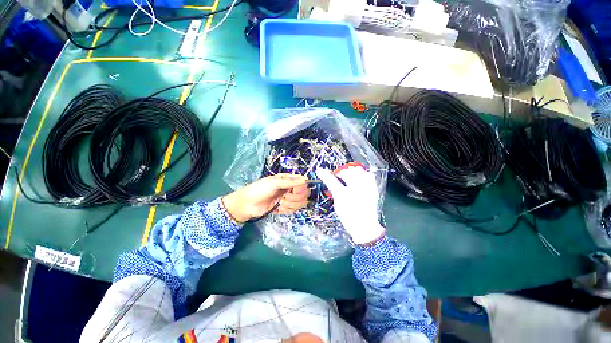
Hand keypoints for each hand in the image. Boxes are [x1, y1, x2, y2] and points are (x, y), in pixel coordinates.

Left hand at [222, 174, 309, 222]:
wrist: (247, 204)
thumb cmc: (259, 189)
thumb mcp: (273, 183)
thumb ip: (290, 182)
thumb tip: (305, 179)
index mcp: (288, 179)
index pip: (303, 182)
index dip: (301, 187)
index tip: (293, 190)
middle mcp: (290, 188)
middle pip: (304, 194)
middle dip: (295, 197)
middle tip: (284, 197)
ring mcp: (289, 199)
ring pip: (300, 203)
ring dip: (290, 204)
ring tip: (279, 202)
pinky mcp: (286, 208)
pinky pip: (294, 210)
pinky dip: (286, 209)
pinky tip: (278, 207)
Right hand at [317, 167, 384, 244]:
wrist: (365, 227)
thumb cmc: (349, 218)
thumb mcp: (337, 205)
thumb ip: (333, 191)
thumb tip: (329, 180)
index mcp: (344, 196)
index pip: (332, 181)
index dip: (325, 175)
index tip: (320, 171)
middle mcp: (356, 190)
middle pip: (347, 172)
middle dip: (340, 173)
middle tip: (338, 177)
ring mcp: (366, 188)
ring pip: (358, 171)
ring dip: (351, 172)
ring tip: (348, 178)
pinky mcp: (373, 189)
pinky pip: (368, 175)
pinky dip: (362, 174)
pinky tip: (358, 179)